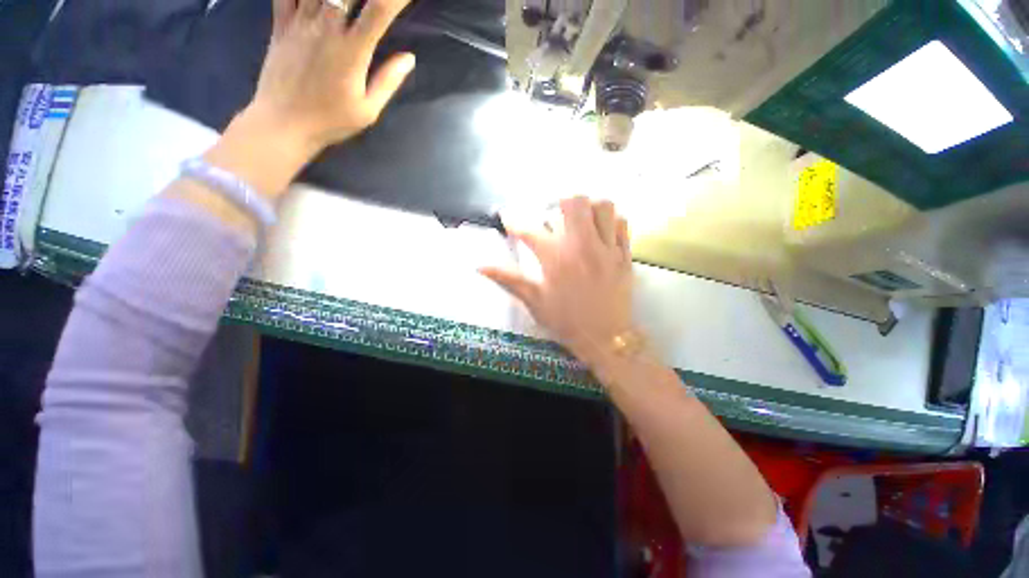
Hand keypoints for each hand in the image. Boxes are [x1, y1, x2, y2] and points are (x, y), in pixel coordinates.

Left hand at [245, 0, 415, 157]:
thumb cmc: (331, 121)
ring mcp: (300, 22)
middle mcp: (326, 27)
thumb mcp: (368, 110)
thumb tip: (409, 58)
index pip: (379, 10)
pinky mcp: (280, 23)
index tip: (406, 0)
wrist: (283, 124)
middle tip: (374, 2)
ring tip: (345, 1)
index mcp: (352, 51)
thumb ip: (388, 81)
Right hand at [480, 197, 635, 366]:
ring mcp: (606, 248)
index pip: (529, 230)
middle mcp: (581, 246)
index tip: (506, 216)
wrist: (605, 338)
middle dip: (558, 203)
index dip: (513, 220)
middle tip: (552, 216)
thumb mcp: (534, 301)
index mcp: (555, 258)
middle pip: (574, 201)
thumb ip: (508, 279)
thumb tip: (479, 266)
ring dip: (589, 207)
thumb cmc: (566, 320)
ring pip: (603, 206)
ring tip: (580, 219)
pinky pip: (623, 223)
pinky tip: (602, 230)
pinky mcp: (624, 254)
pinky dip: (611, 220)